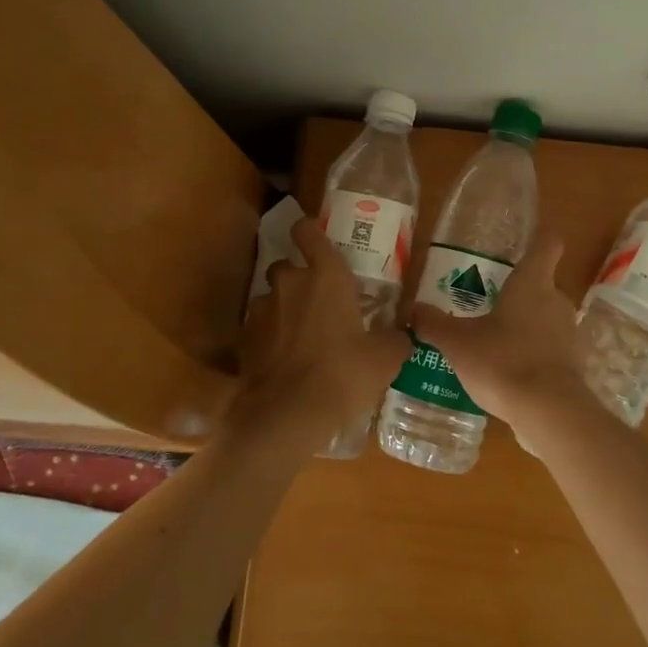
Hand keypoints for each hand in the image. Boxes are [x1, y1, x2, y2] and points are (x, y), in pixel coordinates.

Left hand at [238, 218, 411, 448]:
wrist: (286, 415)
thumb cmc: (343, 373)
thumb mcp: (384, 358)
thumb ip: (395, 339)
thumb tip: (402, 335)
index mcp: (326, 276)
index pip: (308, 232)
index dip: (309, 231)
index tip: (314, 238)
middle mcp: (290, 282)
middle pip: (287, 265)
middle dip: (299, 278)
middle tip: (319, 302)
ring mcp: (262, 309)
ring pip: (271, 297)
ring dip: (284, 309)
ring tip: (301, 335)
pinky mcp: (245, 339)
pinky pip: (259, 328)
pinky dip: (270, 337)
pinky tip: (284, 360)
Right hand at [408, 235, 595, 432]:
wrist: (549, 412)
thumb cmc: (503, 361)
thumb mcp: (458, 343)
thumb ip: (433, 324)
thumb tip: (410, 309)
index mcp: (532, 283)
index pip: (548, 245)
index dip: (540, 239)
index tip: (527, 242)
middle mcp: (557, 301)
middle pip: (543, 285)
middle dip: (519, 293)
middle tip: (490, 304)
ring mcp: (570, 334)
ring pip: (547, 318)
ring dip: (527, 326)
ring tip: (495, 341)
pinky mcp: (573, 364)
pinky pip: (551, 349)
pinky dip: (535, 354)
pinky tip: (510, 371)